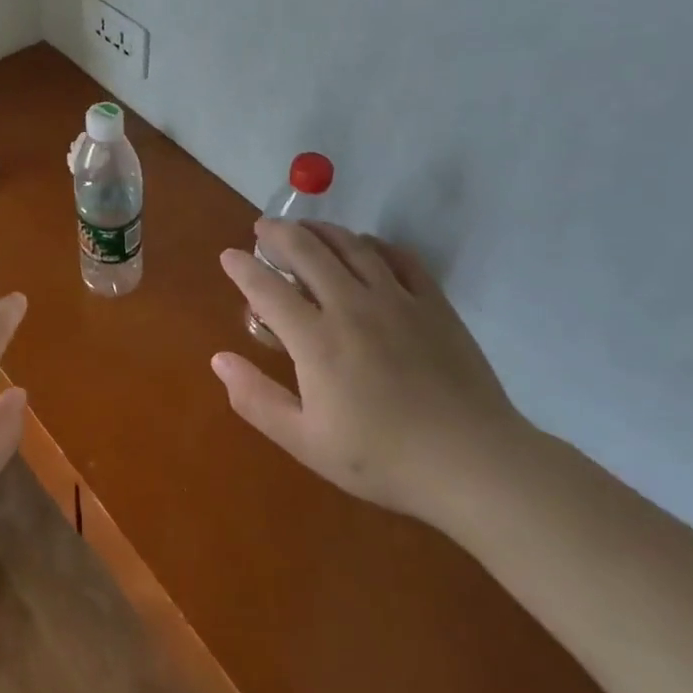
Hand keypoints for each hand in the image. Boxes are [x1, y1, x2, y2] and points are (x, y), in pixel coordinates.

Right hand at [212, 222, 522, 525]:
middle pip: (307, 251)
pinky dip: (374, 244)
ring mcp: (396, 300)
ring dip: (321, 230)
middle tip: (263, 228)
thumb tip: (219, 359)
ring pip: (351, 246)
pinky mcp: (433, 304)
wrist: (473, 463)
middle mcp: (351, 307)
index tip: (229, 256)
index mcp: (316, 340)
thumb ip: (257, 399)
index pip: (267, 288)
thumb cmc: (382, 458)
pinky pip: (399, 257)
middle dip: (278, 234)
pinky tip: (365, 246)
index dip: (243, 267)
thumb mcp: (306, 442)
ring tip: (305, 229)